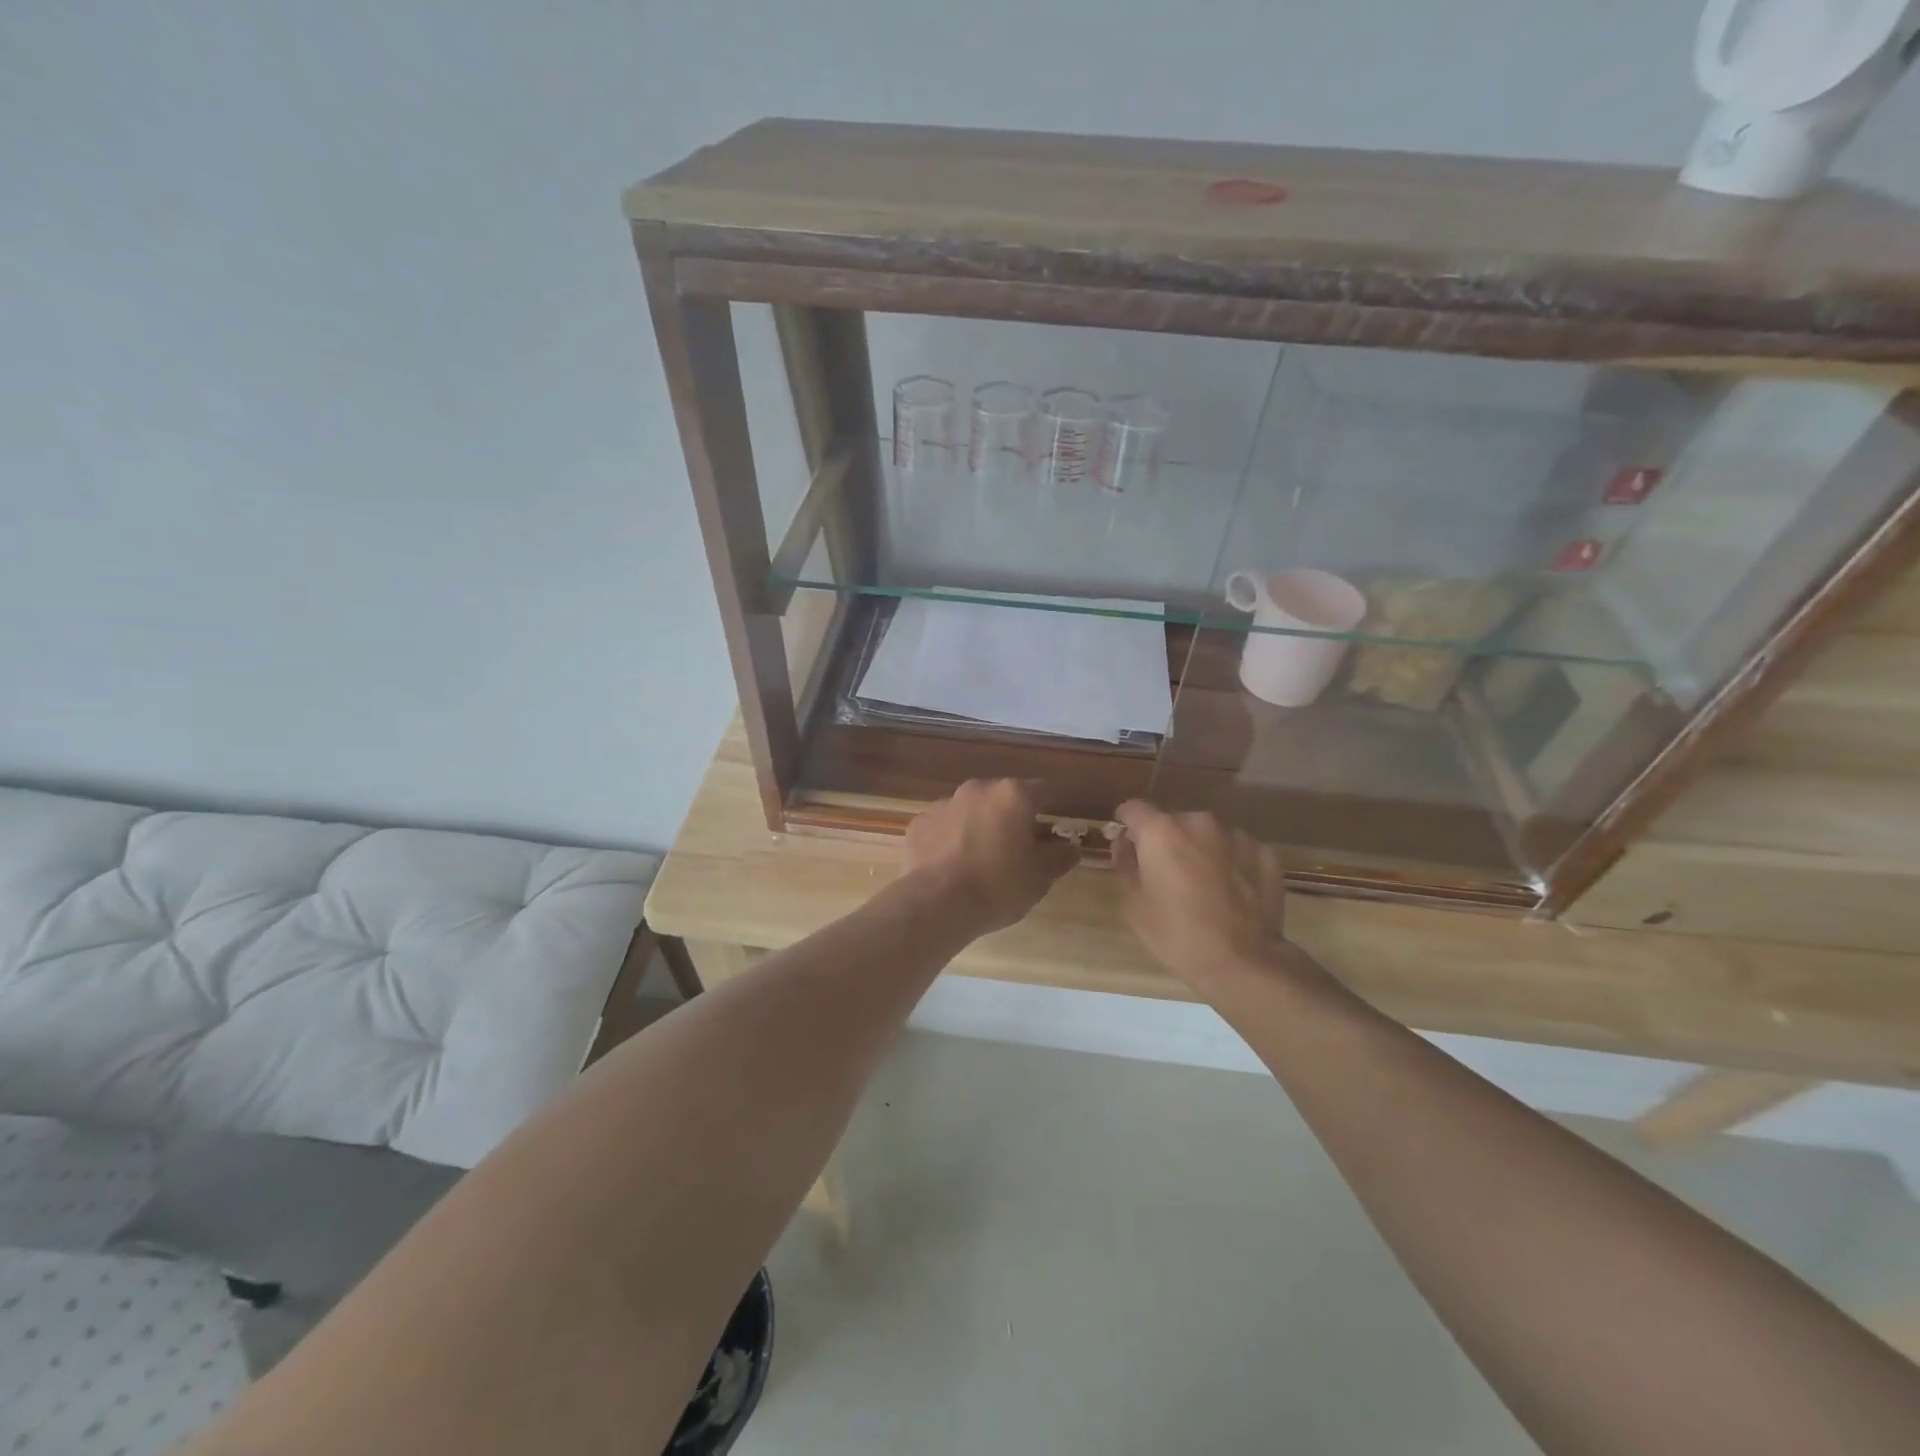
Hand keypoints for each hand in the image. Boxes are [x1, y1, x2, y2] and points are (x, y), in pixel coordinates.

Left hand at [902, 779, 1078, 934]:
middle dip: (1012, 817)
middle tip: (1018, 849)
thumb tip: (1071, 847)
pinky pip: (944, 826)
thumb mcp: (1040, 877)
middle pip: (1004, 797)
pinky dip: (951, 839)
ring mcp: (944, 804)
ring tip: (981, 860)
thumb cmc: (998, 886)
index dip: (1051, 809)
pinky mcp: (919, 823)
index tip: (1053, 830)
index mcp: (1013, 795)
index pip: (1044, 791)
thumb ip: (1060, 857)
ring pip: (971, 810)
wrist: (936, 904)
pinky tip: (952, 866)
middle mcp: (978, 789)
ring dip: (980, 826)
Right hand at [1111, 800, 1296, 991]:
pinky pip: (1237, 850)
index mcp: (1161, 831)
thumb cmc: (1177, 934)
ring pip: (1207, 835)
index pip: (1133, 808)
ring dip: (1200, 850)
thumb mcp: (1134, 904)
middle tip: (1166, 875)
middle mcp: (1198, 822)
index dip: (1126, 825)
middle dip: (1166, 841)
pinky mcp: (1264, 854)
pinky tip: (1231, 892)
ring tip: (1203, 885)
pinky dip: (1230, 862)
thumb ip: (1126, 865)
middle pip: (1172, 822)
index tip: (1128, 846)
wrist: (1243, 962)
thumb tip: (1126, 845)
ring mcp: (1236, 836)